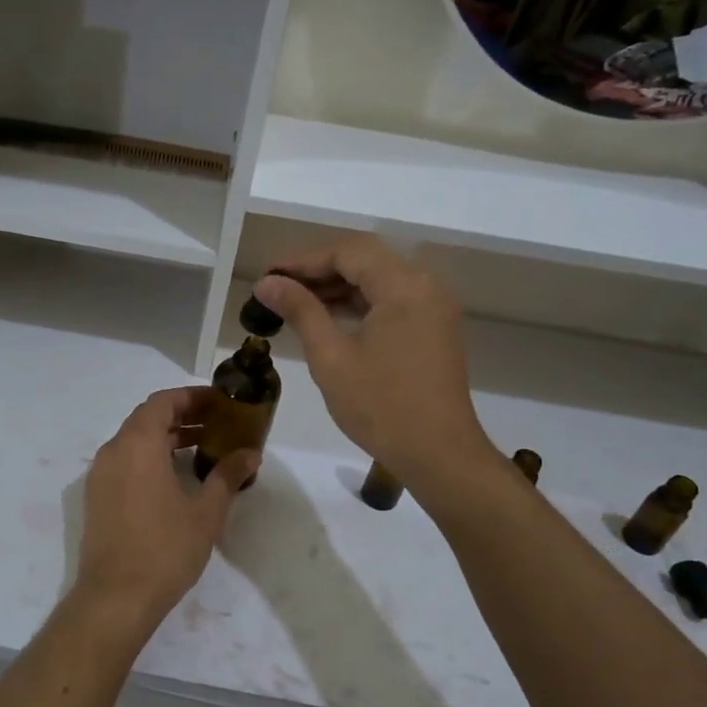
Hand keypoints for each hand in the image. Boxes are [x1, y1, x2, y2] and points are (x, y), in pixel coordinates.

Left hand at [74, 387, 257, 638]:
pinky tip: (175, 478)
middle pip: (147, 418)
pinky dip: (149, 458)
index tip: (218, 402)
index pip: (162, 402)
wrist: (116, 597)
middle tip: (216, 424)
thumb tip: (250, 455)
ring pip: (134, 441)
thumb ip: (227, 475)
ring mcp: (100, 475)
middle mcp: (113, 451)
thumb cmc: (165, 548)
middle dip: (182, 416)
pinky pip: (125, 462)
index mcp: (138, 444)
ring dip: (166, 438)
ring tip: (202, 449)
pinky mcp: (97, 497)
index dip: (191, 397)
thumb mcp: (206, 511)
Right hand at [254, 235, 493, 491]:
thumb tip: (267, 283)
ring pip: (379, 281)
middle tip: (277, 289)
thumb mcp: (331, 357)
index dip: (304, 260)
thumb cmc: (381, 406)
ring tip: (294, 304)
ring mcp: (434, 308)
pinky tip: (328, 320)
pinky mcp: (434, 330)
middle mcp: (426, 286)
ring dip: (337, 288)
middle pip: (366, 260)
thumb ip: (300, 311)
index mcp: (404, 286)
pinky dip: (359, 305)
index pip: (348, 252)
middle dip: (319, 271)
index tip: (268, 277)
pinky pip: (392, 302)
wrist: (439, 455)